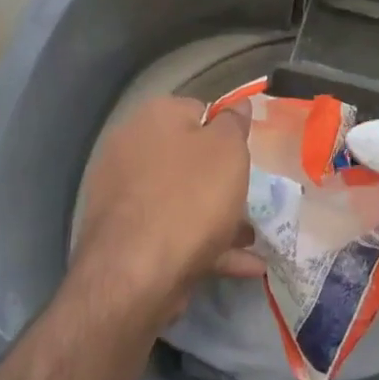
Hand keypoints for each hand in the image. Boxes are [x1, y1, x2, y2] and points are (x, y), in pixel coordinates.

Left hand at [73, 96, 259, 322]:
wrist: (135, 275)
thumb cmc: (190, 199)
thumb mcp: (228, 151)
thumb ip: (234, 124)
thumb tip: (238, 104)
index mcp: (154, 117)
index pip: (198, 111)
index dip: (227, 133)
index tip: (248, 156)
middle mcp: (132, 148)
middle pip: (188, 159)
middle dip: (222, 180)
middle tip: (252, 199)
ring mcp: (124, 194)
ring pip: (182, 199)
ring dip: (219, 217)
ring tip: (254, 239)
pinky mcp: (126, 236)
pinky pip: (174, 232)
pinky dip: (207, 246)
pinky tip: (244, 265)